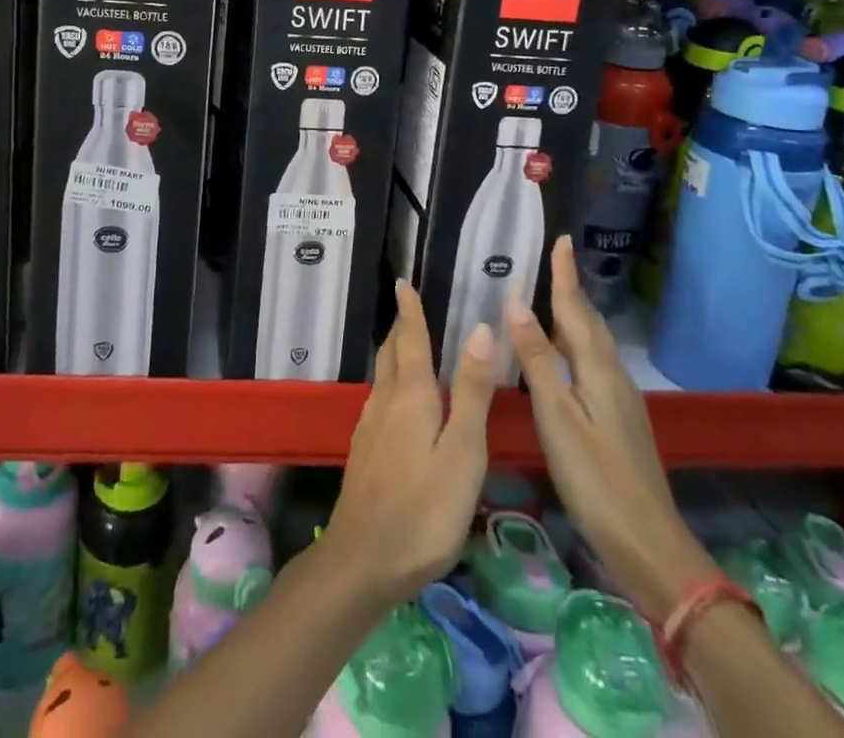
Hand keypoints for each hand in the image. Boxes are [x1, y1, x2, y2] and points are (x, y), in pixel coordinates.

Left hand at [324, 280, 495, 607]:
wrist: (363, 560)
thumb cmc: (424, 509)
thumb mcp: (462, 452)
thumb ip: (472, 393)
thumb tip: (480, 329)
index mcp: (410, 395)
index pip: (409, 339)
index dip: (410, 311)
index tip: (403, 282)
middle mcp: (385, 402)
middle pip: (390, 353)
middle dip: (400, 328)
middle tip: (409, 308)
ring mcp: (370, 427)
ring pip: (382, 376)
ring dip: (394, 353)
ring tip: (407, 345)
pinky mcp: (365, 451)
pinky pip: (380, 399)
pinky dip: (391, 382)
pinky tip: (398, 401)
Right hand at [507, 237, 715, 622]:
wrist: (649, 545)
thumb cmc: (596, 479)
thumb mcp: (557, 418)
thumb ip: (536, 361)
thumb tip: (516, 304)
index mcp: (597, 370)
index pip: (575, 309)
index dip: (565, 275)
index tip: (561, 239)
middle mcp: (612, 376)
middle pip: (588, 323)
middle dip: (570, 290)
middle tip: (552, 262)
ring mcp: (619, 400)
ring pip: (591, 344)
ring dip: (572, 317)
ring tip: (550, 298)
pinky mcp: (618, 420)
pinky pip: (591, 365)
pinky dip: (574, 346)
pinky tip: (561, 357)